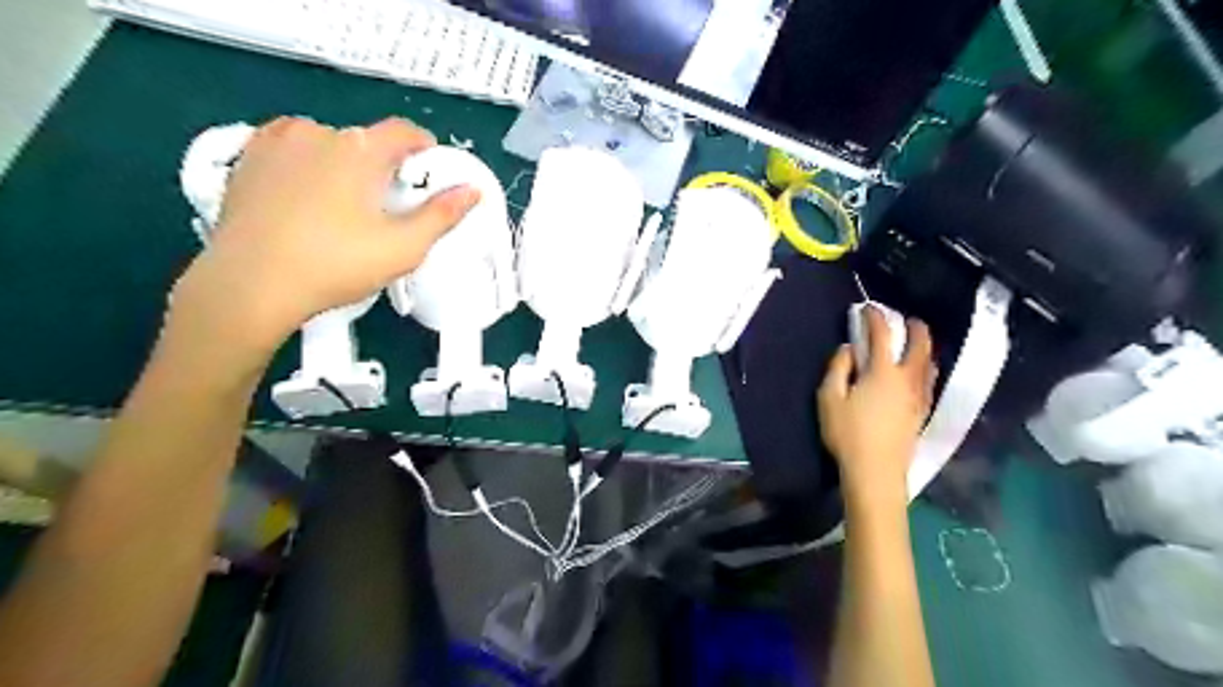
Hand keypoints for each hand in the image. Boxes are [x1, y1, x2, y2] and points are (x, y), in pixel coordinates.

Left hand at [165, 115, 477, 362]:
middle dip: (383, 167)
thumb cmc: (335, 265)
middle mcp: (317, 133)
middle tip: (386, 208)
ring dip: (344, 165)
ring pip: (327, 144)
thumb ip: (442, 215)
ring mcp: (275, 141)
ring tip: (343, 207)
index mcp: (359, 150)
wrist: (249, 285)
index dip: (424, 149)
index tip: (429, 175)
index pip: (404, 131)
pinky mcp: (246, 158)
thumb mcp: (403, 247)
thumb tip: (472, 190)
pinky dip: (307, 165)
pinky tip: (306, 198)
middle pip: (366, 141)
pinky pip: (291, 149)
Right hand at [820, 306, 939, 508]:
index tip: (867, 308)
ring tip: (916, 342)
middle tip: (907, 319)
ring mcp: (919, 397)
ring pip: (929, 363)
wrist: (875, 472)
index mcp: (882, 372)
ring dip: (924, 347)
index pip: (882, 335)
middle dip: (915, 327)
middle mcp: (907, 379)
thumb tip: (848, 349)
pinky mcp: (922, 413)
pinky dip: (926, 367)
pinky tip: (920, 372)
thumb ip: (837, 369)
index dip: (875, 318)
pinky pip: (929, 381)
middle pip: (920, 345)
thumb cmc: (847, 434)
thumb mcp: (829, 398)